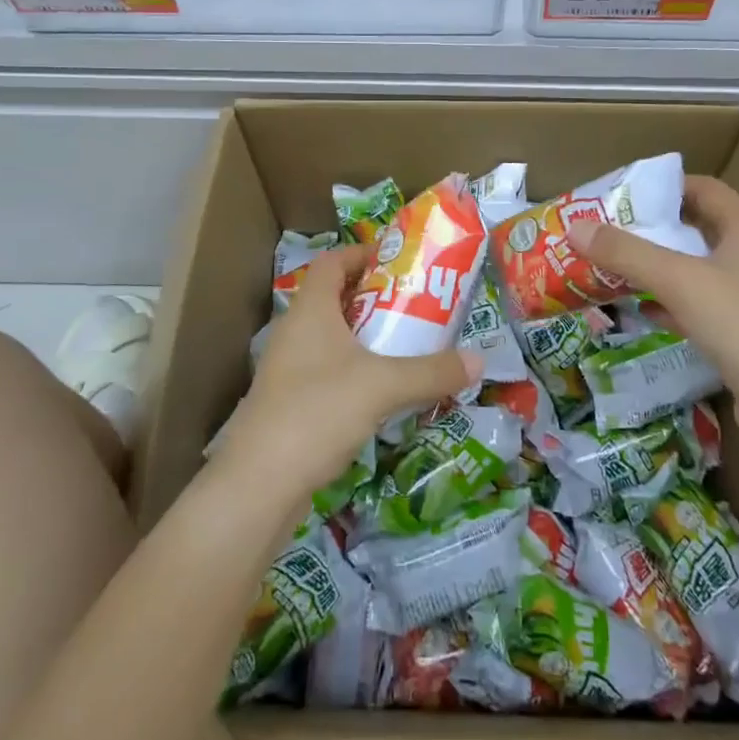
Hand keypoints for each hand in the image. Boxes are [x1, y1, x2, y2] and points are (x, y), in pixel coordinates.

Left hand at [222, 244, 480, 500]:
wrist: (258, 485)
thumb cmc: (318, 411)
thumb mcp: (384, 386)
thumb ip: (433, 371)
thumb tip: (480, 361)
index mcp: (310, 310)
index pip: (332, 262)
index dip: (362, 254)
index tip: (398, 261)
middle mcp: (294, 332)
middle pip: (334, 299)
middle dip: (375, 298)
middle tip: (415, 305)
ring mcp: (287, 370)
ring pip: (331, 339)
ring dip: (366, 338)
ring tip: (406, 347)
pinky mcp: (288, 404)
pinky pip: (327, 372)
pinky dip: (355, 372)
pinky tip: (382, 394)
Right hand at [568, 176, 738, 437]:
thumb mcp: (680, 282)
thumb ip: (626, 253)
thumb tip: (574, 228)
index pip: (704, 189)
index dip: (664, 187)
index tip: (622, 197)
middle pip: (700, 229)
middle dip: (654, 232)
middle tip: (609, 235)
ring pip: (702, 271)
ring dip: (662, 270)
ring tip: (617, 270)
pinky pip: (708, 306)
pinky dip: (676, 304)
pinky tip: (646, 312)